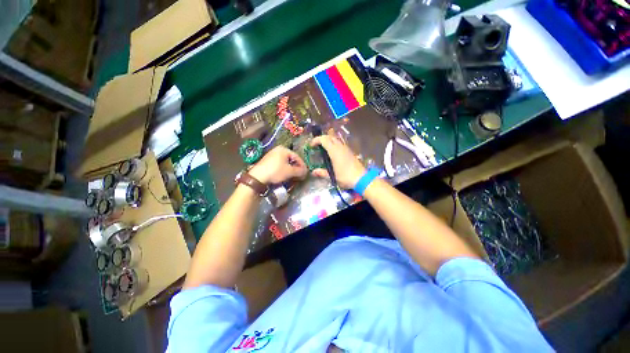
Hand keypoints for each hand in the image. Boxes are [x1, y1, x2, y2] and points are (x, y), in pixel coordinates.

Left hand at [249, 146, 307, 184]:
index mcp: (284, 149)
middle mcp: (278, 150)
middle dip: (296, 168)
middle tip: (300, 175)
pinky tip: (285, 175)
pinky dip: (284, 169)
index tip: (306, 173)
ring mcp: (272, 155)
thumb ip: (300, 171)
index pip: (297, 157)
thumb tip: (306, 172)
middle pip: (291, 159)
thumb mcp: (290, 172)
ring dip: (291, 169)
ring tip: (294, 176)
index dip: (302, 165)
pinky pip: (279, 164)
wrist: (258, 177)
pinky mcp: (267, 161)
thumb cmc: (276, 171)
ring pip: (285, 162)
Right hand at [310, 134, 365, 188]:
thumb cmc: (346, 177)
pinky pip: (340, 143)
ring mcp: (346, 148)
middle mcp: (340, 147)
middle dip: (322, 138)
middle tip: (316, 145)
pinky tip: (332, 152)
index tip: (311, 145)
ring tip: (323, 148)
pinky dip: (334, 144)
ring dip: (328, 140)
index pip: (324, 140)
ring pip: (336, 139)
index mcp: (335, 152)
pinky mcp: (350, 151)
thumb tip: (313, 172)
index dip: (316, 140)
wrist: (362, 178)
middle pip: (330, 136)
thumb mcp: (332, 177)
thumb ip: (322, 173)